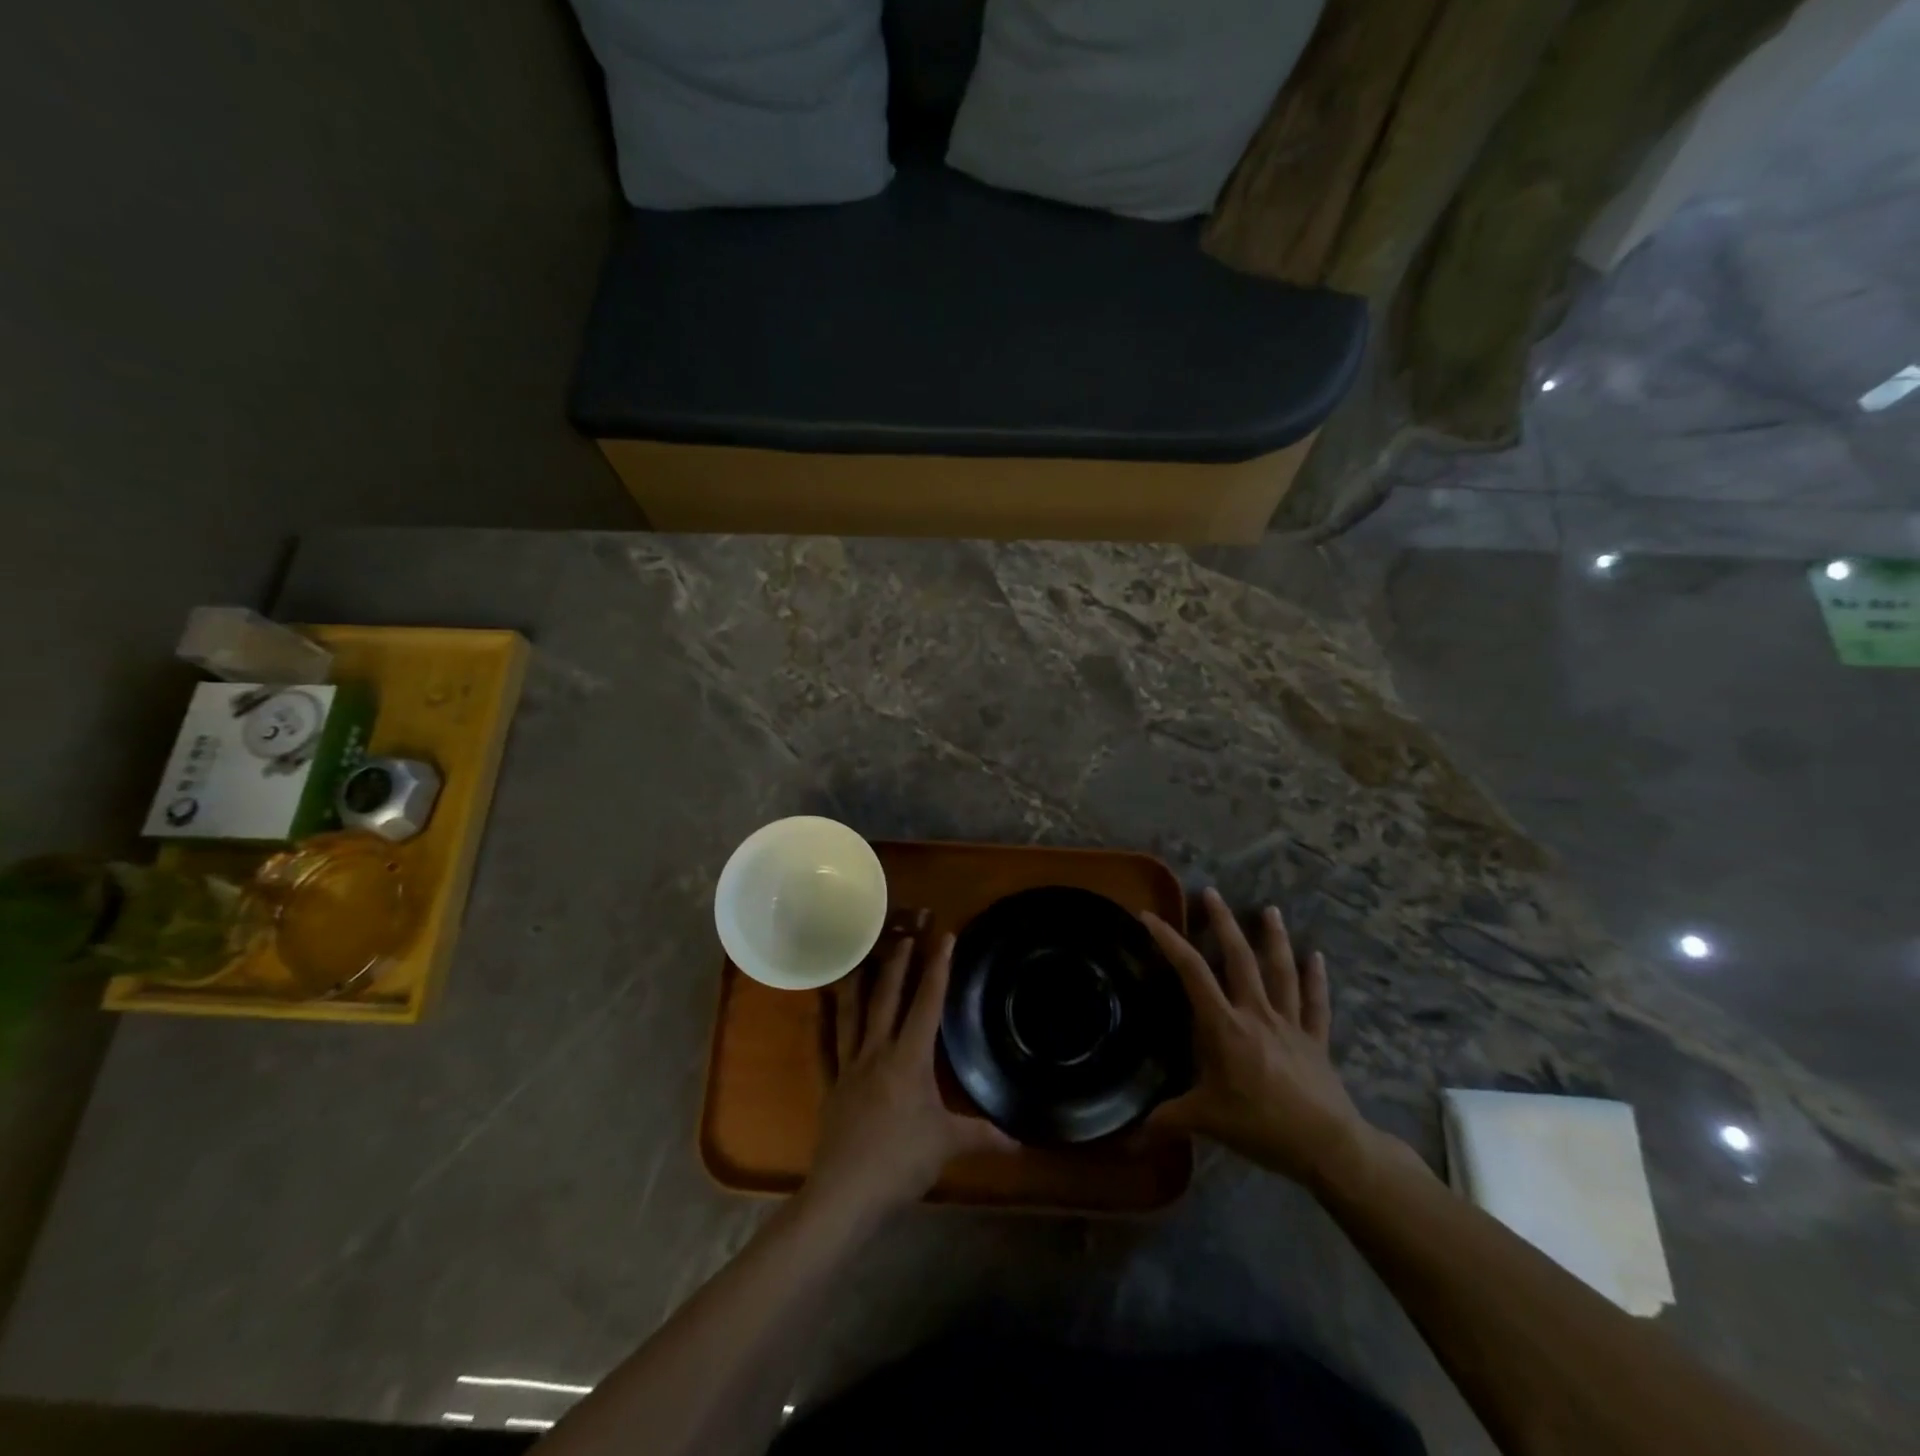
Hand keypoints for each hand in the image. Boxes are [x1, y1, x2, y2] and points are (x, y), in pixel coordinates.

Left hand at [803, 930, 1013, 1226]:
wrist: (845, 1193)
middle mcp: (878, 1051)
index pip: (927, 1004)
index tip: (944, 937)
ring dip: (860, 981)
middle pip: (888, 998)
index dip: (938, 968)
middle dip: (899, 963)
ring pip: (853, 1013)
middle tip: (906, 933)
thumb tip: (1020, 1142)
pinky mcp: (831, 1084)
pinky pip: (825, 1045)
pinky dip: (822, 1021)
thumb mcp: (947, 1145)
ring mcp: (849, 1066)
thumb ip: (983, 1136)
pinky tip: (818, 1003)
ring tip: (862, 954)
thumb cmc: (901, 1163)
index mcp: (909, 1059)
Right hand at [1143, 888, 1373, 1190]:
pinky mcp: (1315, 1040)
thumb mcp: (1207, 1121)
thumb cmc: (1262, 1125)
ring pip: (1281, 972)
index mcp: (1225, 1026)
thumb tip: (1127, 1136)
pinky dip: (1316, 979)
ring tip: (1270, 910)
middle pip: (1239, 958)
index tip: (1150, 917)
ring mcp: (1290, 1023)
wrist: (1328, 1146)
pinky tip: (1317, 957)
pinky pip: (1316, 1004)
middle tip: (1212, 893)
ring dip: (1274, 939)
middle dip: (1224, 923)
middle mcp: (1256, 1013)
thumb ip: (1167, 1121)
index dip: (1169, 941)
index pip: (1192, 973)